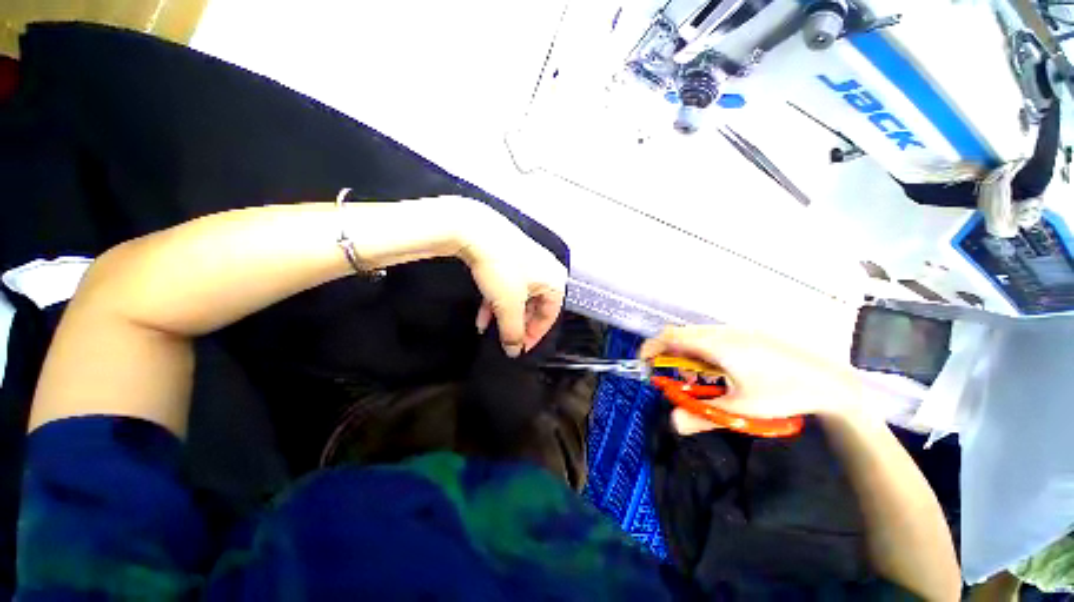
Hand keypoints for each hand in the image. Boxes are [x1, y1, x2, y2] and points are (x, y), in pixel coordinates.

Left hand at [451, 199, 566, 356]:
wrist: (476, 232)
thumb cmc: (502, 268)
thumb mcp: (509, 306)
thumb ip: (513, 332)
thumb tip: (514, 350)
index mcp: (555, 282)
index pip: (549, 316)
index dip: (534, 336)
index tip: (519, 348)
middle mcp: (546, 271)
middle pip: (534, 307)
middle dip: (516, 324)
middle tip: (505, 338)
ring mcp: (528, 262)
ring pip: (518, 297)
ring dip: (503, 315)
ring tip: (489, 329)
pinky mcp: (511, 256)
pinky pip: (508, 285)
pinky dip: (496, 301)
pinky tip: (482, 315)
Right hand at [639, 325, 861, 434]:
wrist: (831, 381)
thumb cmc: (783, 393)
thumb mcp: (739, 410)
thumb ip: (701, 416)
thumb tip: (673, 423)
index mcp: (716, 345)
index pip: (670, 336)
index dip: (652, 347)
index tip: (645, 362)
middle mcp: (722, 332)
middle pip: (682, 337)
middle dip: (673, 357)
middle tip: (682, 380)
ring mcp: (736, 331)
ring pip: (698, 338)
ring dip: (690, 356)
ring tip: (705, 380)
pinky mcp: (748, 334)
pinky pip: (714, 339)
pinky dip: (706, 353)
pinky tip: (724, 372)